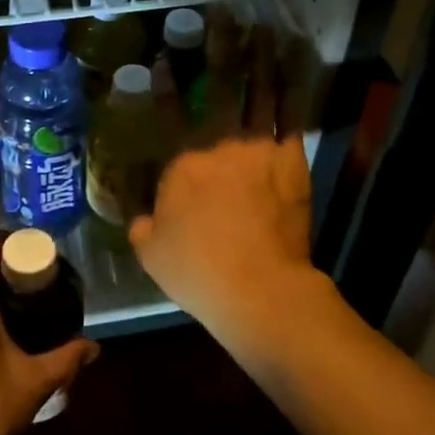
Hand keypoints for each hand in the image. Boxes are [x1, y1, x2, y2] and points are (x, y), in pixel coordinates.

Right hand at [128, 136, 323, 348]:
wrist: (261, 290)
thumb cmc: (199, 273)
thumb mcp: (151, 257)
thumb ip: (143, 228)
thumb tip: (145, 219)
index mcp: (182, 168)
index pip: (182, 171)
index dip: (188, 193)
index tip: (195, 215)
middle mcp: (218, 150)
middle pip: (217, 155)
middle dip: (221, 175)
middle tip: (229, 205)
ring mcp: (258, 154)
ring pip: (252, 147)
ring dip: (253, 162)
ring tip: (259, 189)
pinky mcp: (291, 164)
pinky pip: (288, 144)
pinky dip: (285, 155)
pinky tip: (285, 171)